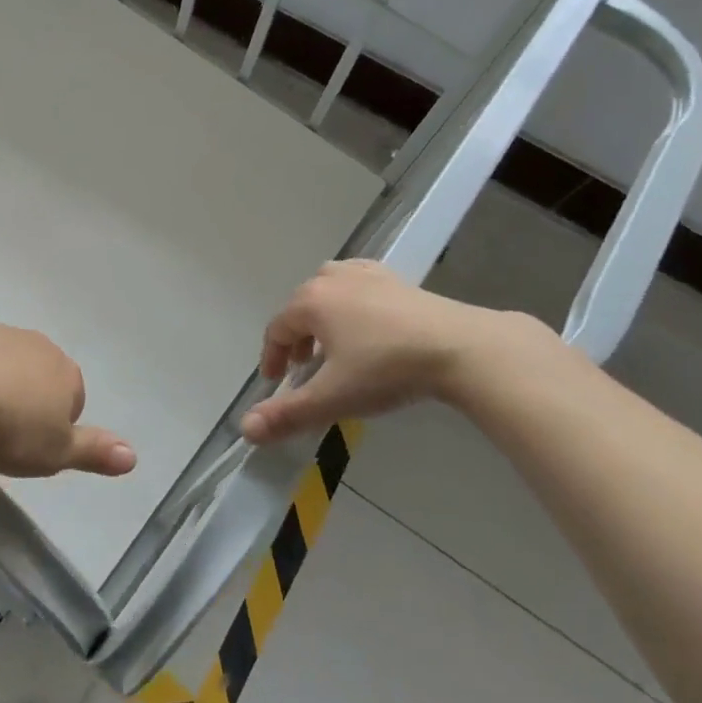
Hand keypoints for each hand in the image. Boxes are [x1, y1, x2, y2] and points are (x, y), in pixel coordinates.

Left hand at [0, 321, 137, 478]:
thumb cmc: (10, 428)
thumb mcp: (56, 453)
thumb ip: (94, 452)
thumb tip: (133, 457)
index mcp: (66, 372)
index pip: (74, 398)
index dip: (55, 424)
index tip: (33, 446)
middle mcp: (39, 345)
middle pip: (40, 374)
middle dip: (27, 397)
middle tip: (4, 433)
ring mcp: (0, 333)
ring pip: (6, 360)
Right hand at [241, 260, 554, 443]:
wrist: (456, 347)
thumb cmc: (386, 369)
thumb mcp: (334, 397)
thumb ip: (288, 414)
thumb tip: (245, 429)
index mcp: (310, 302)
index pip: (276, 329)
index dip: (271, 357)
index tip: (275, 382)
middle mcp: (330, 279)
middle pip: (299, 307)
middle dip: (295, 338)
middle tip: (302, 368)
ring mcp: (363, 274)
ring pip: (327, 288)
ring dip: (320, 316)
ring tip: (332, 344)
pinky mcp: (393, 278)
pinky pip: (356, 282)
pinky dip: (349, 298)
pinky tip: (364, 317)